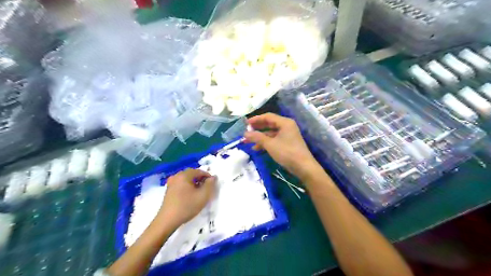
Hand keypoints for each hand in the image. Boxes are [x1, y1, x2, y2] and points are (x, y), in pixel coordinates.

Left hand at [158, 169, 216, 227]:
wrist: (167, 221)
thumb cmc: (187, 206)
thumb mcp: (203, 196)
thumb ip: (210, 185)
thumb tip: (213, 177)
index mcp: (184, 175)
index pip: (199, 171)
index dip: (207, 176)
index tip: (213, 184)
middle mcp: (176, 176)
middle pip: (192, 174)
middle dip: (201, 179)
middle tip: (207, 188)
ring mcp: (171, 183)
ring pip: (186, 180)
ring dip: (194, 183)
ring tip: (199, 193)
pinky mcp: (168, 191)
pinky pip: (181, 184)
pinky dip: (187, 187)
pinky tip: (190, 196)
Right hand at [244, 113, 322, 180]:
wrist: (303, 167)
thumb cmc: (287, 152)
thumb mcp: (270, 144)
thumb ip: (257, 137)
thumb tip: (245, 133)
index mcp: (284, 122)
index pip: (267, 116)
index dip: (256, 119)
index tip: (245, 124)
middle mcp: (286, 126)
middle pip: (269, 124)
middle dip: (257, 129)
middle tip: (245, 132)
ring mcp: (287, 135)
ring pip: (271, 133)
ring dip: (260, 137)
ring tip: (248, 142)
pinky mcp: (287, 143)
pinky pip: (274, 139)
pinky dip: (266, 143)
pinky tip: (257, 148)